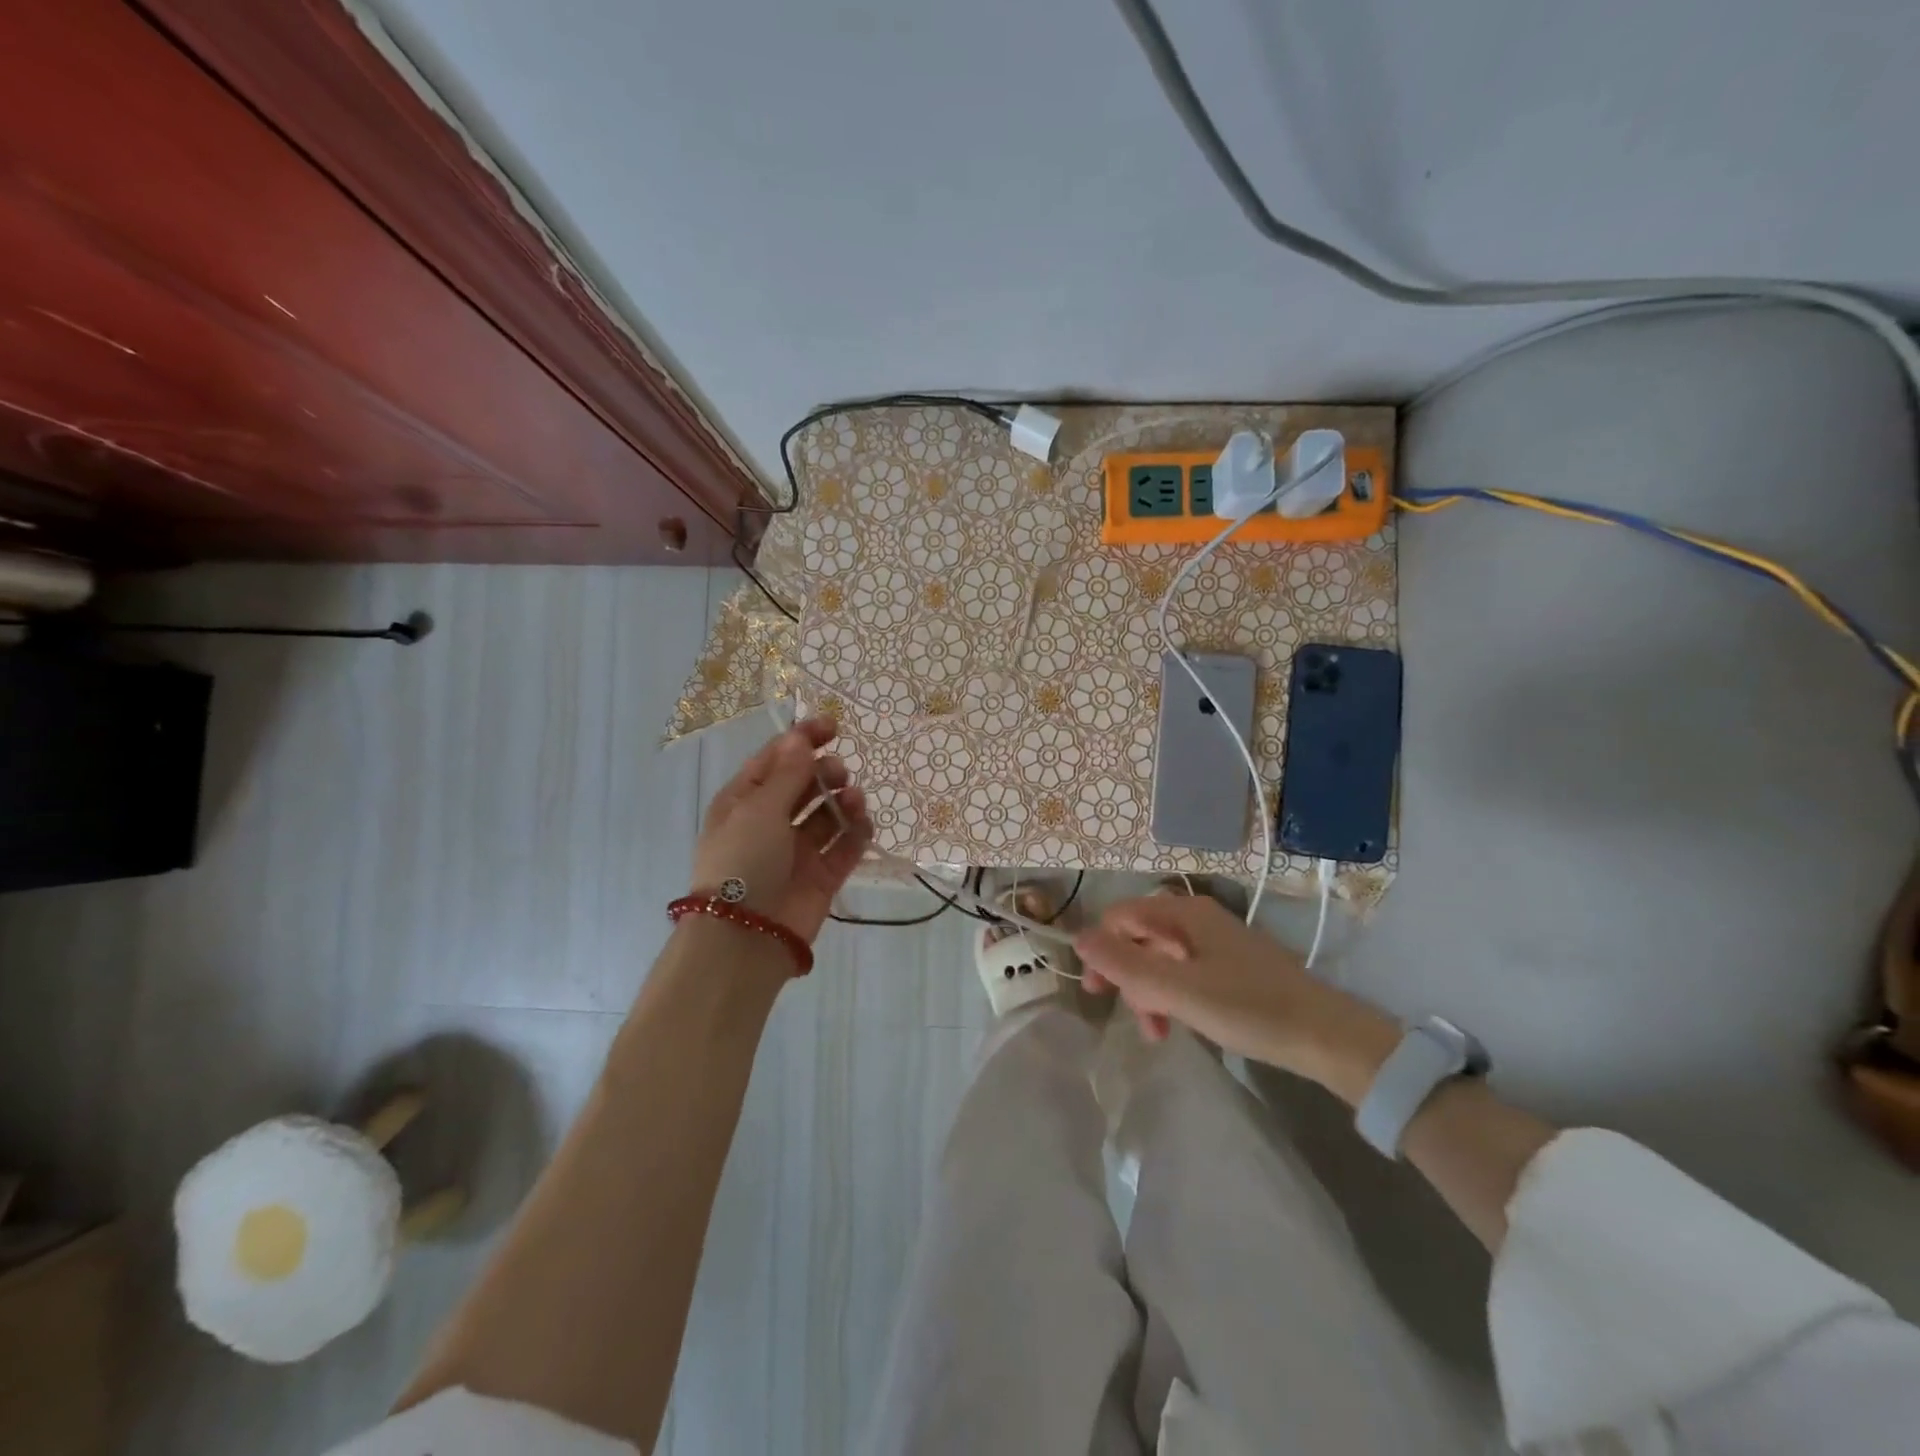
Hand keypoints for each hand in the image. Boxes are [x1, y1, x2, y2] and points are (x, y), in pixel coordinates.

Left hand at [691, 716, 872, 943]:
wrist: (747, 936)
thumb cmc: (743, 861)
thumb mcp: (760, 809)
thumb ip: (788, 773)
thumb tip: (800, 737)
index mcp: (744, 801)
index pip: (775, 760)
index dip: (802, 740)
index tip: (833, 726)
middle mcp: (770, 822)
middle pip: (805, 785)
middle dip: (825, 772)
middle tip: (839, 773)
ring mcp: (797, 850)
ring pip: (827, 815)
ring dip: (843, 801)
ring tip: (853, 800)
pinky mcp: (821, 876)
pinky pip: (844, 846)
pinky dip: (856, 832)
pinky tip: (863, 823)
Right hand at [1075, 894, 1396, 1090]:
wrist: (1327, 1037)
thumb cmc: (1248, 1008)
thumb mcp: (1178, 990)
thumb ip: (1125, 964)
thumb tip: (1076, 938)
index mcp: (1184, 914)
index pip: (1120, 917)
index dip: (1102, 949)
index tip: (1099, 992)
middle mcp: (1197, 920)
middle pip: (1139, 938)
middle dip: (1128, 976)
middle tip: (1133, 1017)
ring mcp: (1215, 944)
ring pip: (1160, 960)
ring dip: (1149, 993)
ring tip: (1157, 1032)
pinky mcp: (1230, 968)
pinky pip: (1183, 974)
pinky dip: (1172, 997)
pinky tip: (1178, 1024)